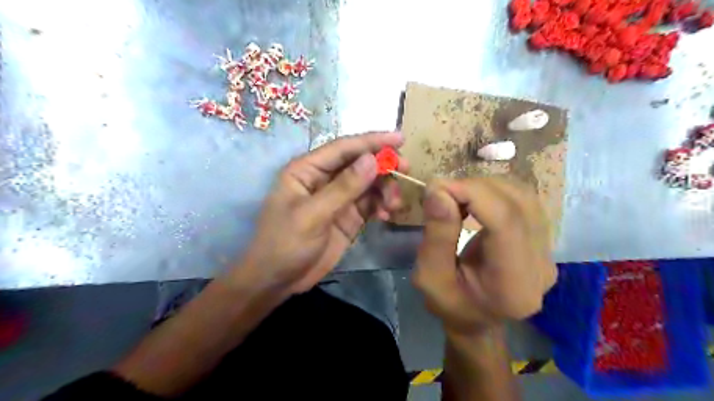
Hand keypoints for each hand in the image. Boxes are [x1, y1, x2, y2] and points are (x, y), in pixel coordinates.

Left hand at [238, 132, 409, 294]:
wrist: (278, 280)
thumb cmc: (285, 243)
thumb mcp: (313, 215)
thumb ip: (344, 188)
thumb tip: (372, 160)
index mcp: (308, 170)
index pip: (343, 148)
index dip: (372, 141)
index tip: (400, 138)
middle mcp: (324, 179)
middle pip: (360, 164)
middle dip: (383, 166)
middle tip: (406, 169)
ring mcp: (338, 198)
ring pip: (369, 184)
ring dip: (385, 190)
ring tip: (394, 205)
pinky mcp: (348, 217)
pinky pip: (370, 204)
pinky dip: (382, 206)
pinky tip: (387, 216)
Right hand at [410, 177, 553, 332]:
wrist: (476, 320)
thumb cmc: (450, 304)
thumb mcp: (430, 277)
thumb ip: (436, 236)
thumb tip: (439, 190)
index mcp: (513, 285)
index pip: (506, 223)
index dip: (473, 194)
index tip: (438, 187)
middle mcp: (542, 267)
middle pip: (518, 204)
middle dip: (476, 187)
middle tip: (442, 191)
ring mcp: (548, 253)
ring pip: (525, 197)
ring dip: (486, 186)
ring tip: (457, 195)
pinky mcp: (544, 242)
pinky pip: (524, 203)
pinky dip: (495, 192)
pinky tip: (474, 199)